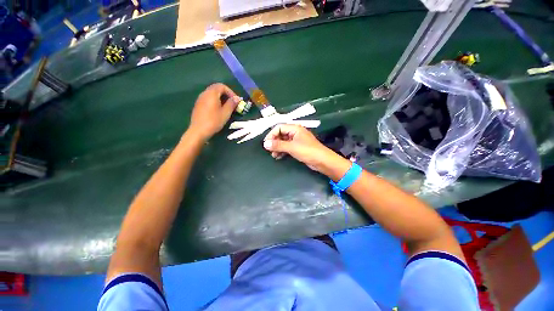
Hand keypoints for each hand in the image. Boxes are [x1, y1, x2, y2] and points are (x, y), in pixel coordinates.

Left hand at [188, 83, 239, 140]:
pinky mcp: (198, 105)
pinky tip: (219, 111)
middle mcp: (204, 93)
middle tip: (232, 104)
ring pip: (212, 94)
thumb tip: (237, 98)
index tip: (236, 101)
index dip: (231, 92)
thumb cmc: (214, 121)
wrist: (198, 131)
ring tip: (227, 108)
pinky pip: (208, 99)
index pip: (222, 86)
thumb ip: (231, 104)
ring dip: (221, 99)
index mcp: (211, 93)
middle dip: (226, 95)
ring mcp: (200, 99)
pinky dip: (215, 102)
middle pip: (216, 89)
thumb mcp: (225, 113)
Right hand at [263, 124, 341, 173]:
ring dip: (277, 147)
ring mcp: (297, 140)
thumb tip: (265, 144)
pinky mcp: (298, 148)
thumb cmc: (307, 151)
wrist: (322, 161)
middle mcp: (295, 132)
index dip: (271, 135)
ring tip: (273, 155)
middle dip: (274, 142)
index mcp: (295, 128)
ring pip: (284, 141)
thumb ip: (278, 145)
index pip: (279, 127)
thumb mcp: (291, 147)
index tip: (266, 144)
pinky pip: (287, 147)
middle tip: (269, 150)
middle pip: (281, 134)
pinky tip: (278, 156)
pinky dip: (282, 151)